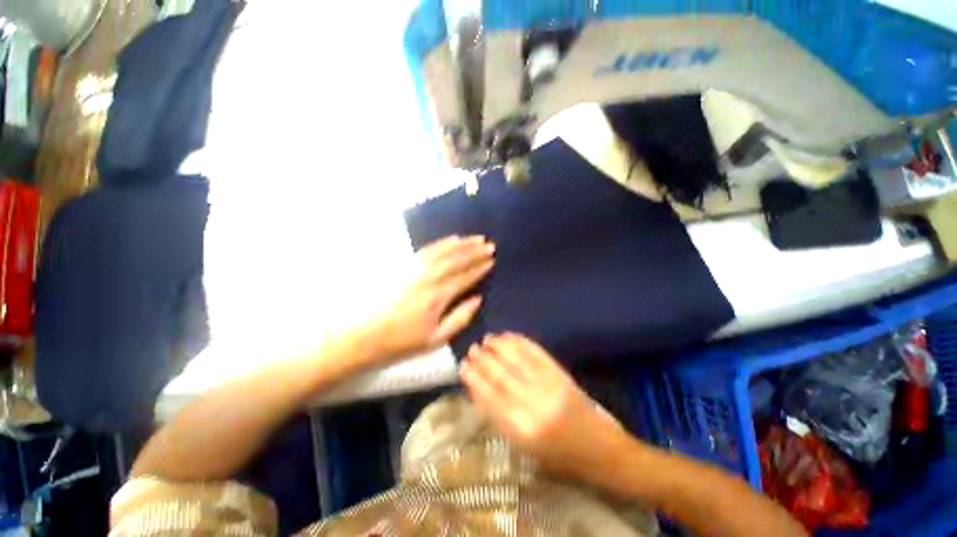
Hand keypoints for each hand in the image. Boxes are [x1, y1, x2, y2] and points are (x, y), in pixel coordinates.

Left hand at [369, 235, 493, 362]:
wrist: (363, 336)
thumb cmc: (402, 341)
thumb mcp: (436, 339)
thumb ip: (460, 318)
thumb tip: (478, 299)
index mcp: (438, 297)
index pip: (465, 277)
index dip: (480, 268)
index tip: (492, 260)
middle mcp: (429, 278)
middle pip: (457, 260)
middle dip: (475, 252)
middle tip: (490, 245)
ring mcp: (416, 269)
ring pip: (444, 251)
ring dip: (463, 244)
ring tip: (477, 238)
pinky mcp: (405, 266)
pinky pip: (428, 249)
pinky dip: (443, 243)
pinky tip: (452, 239)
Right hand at [461, 333, 623, 475]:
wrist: (599, 449)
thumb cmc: (557, 455)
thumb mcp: (523, 446)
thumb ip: (499, 417)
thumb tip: (478, 389)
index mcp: (522, 430)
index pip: (490, 397)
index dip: (474, 379)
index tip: (462, 366)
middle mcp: (534, 405)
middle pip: (501, 376)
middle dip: (483, 360)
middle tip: (471, 349)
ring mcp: (549, 386)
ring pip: (517, 360)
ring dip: (499, 347)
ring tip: (486, 339)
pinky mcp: (561, 374)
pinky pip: (536, 353)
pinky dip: (520, 342)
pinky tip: (508, 336)